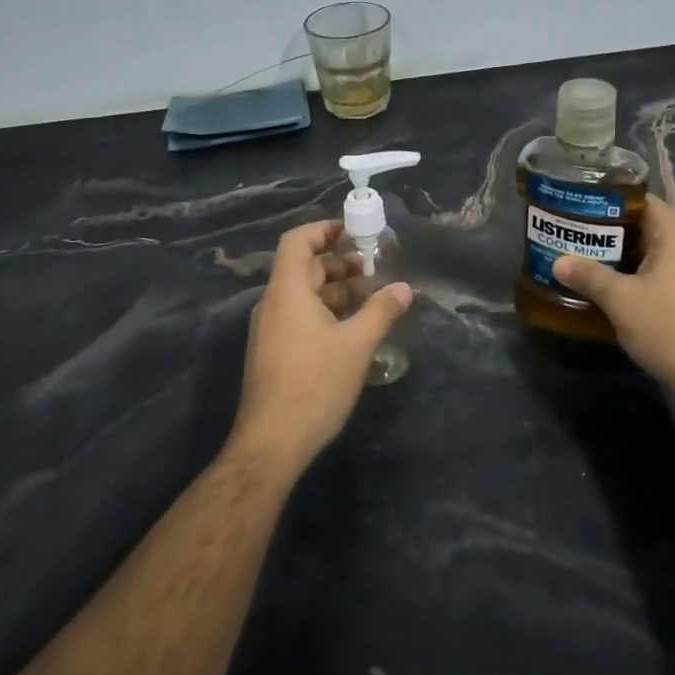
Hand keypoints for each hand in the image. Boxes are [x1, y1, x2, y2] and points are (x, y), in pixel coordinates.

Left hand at [231, 219, 412, 472]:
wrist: (271, 444)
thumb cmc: (314, 385)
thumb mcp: (356, 345)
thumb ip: (381, 312)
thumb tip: (405, 288)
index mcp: (287, 292)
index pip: (298, 241)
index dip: (324, 230)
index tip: (355, 232)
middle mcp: (272, 304)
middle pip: (303, 267)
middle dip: (339, 263)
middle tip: (374, 269)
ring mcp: (270, 330)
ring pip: (303, 295)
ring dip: (335, 290)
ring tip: (371, 297)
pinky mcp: (273, 352)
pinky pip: (299, 316)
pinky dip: (325, 311)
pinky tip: (352, 328)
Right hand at [551, 195, 674, 407]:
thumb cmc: (668, 327)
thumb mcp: (620, 300)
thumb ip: (588, 276)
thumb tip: (558, 261)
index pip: (643, 201)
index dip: (611, 200)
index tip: (580, 205)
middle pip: (645, 226)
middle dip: (610, 230)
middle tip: (574, 233)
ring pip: (651, 253)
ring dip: (620, 256)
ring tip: (584, 258)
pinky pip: (660, 273)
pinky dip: (635, 275)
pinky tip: (609, 288)